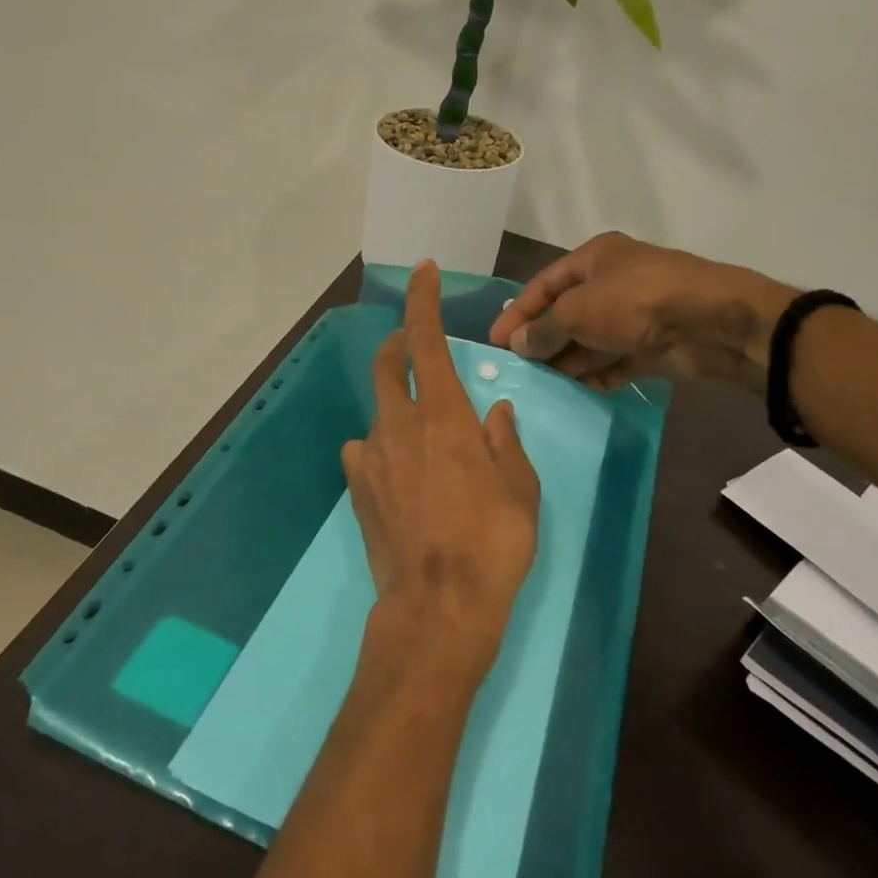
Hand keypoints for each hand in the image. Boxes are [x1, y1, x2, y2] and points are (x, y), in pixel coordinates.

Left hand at [342, 261, 541, 689]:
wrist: (438, 606)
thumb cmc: (492, 542)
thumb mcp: (520, 488)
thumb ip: (505, 441)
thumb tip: (496, 411)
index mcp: (444, 415)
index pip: (425, 339)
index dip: (423, 300)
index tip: (424, 272)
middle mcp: (400, 424)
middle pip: (388, 363)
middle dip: (398, 343)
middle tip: (415, 348)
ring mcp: (372, 456)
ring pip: (380, 411)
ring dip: (399, 407)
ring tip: (426, 439)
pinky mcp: (357, 488)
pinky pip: (366, 451)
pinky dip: (383, 448)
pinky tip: (401, 475)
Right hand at [489, 232, 798, 391]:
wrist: (709, 323)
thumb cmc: (634, 302)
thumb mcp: (577, 311)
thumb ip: (543, 329)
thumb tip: (517, 344)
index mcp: (594, 259)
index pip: (544, 284)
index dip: (517, 312)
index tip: (495, 341)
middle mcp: (612, 283)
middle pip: (566, 313)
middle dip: (542, 340)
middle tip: (517, 369)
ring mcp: (633, 316)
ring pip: (590, 340)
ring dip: (567, 361)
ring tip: (540, 386)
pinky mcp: (650, 346)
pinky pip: (614, 361)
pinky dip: (597, 375)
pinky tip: (578, 391)